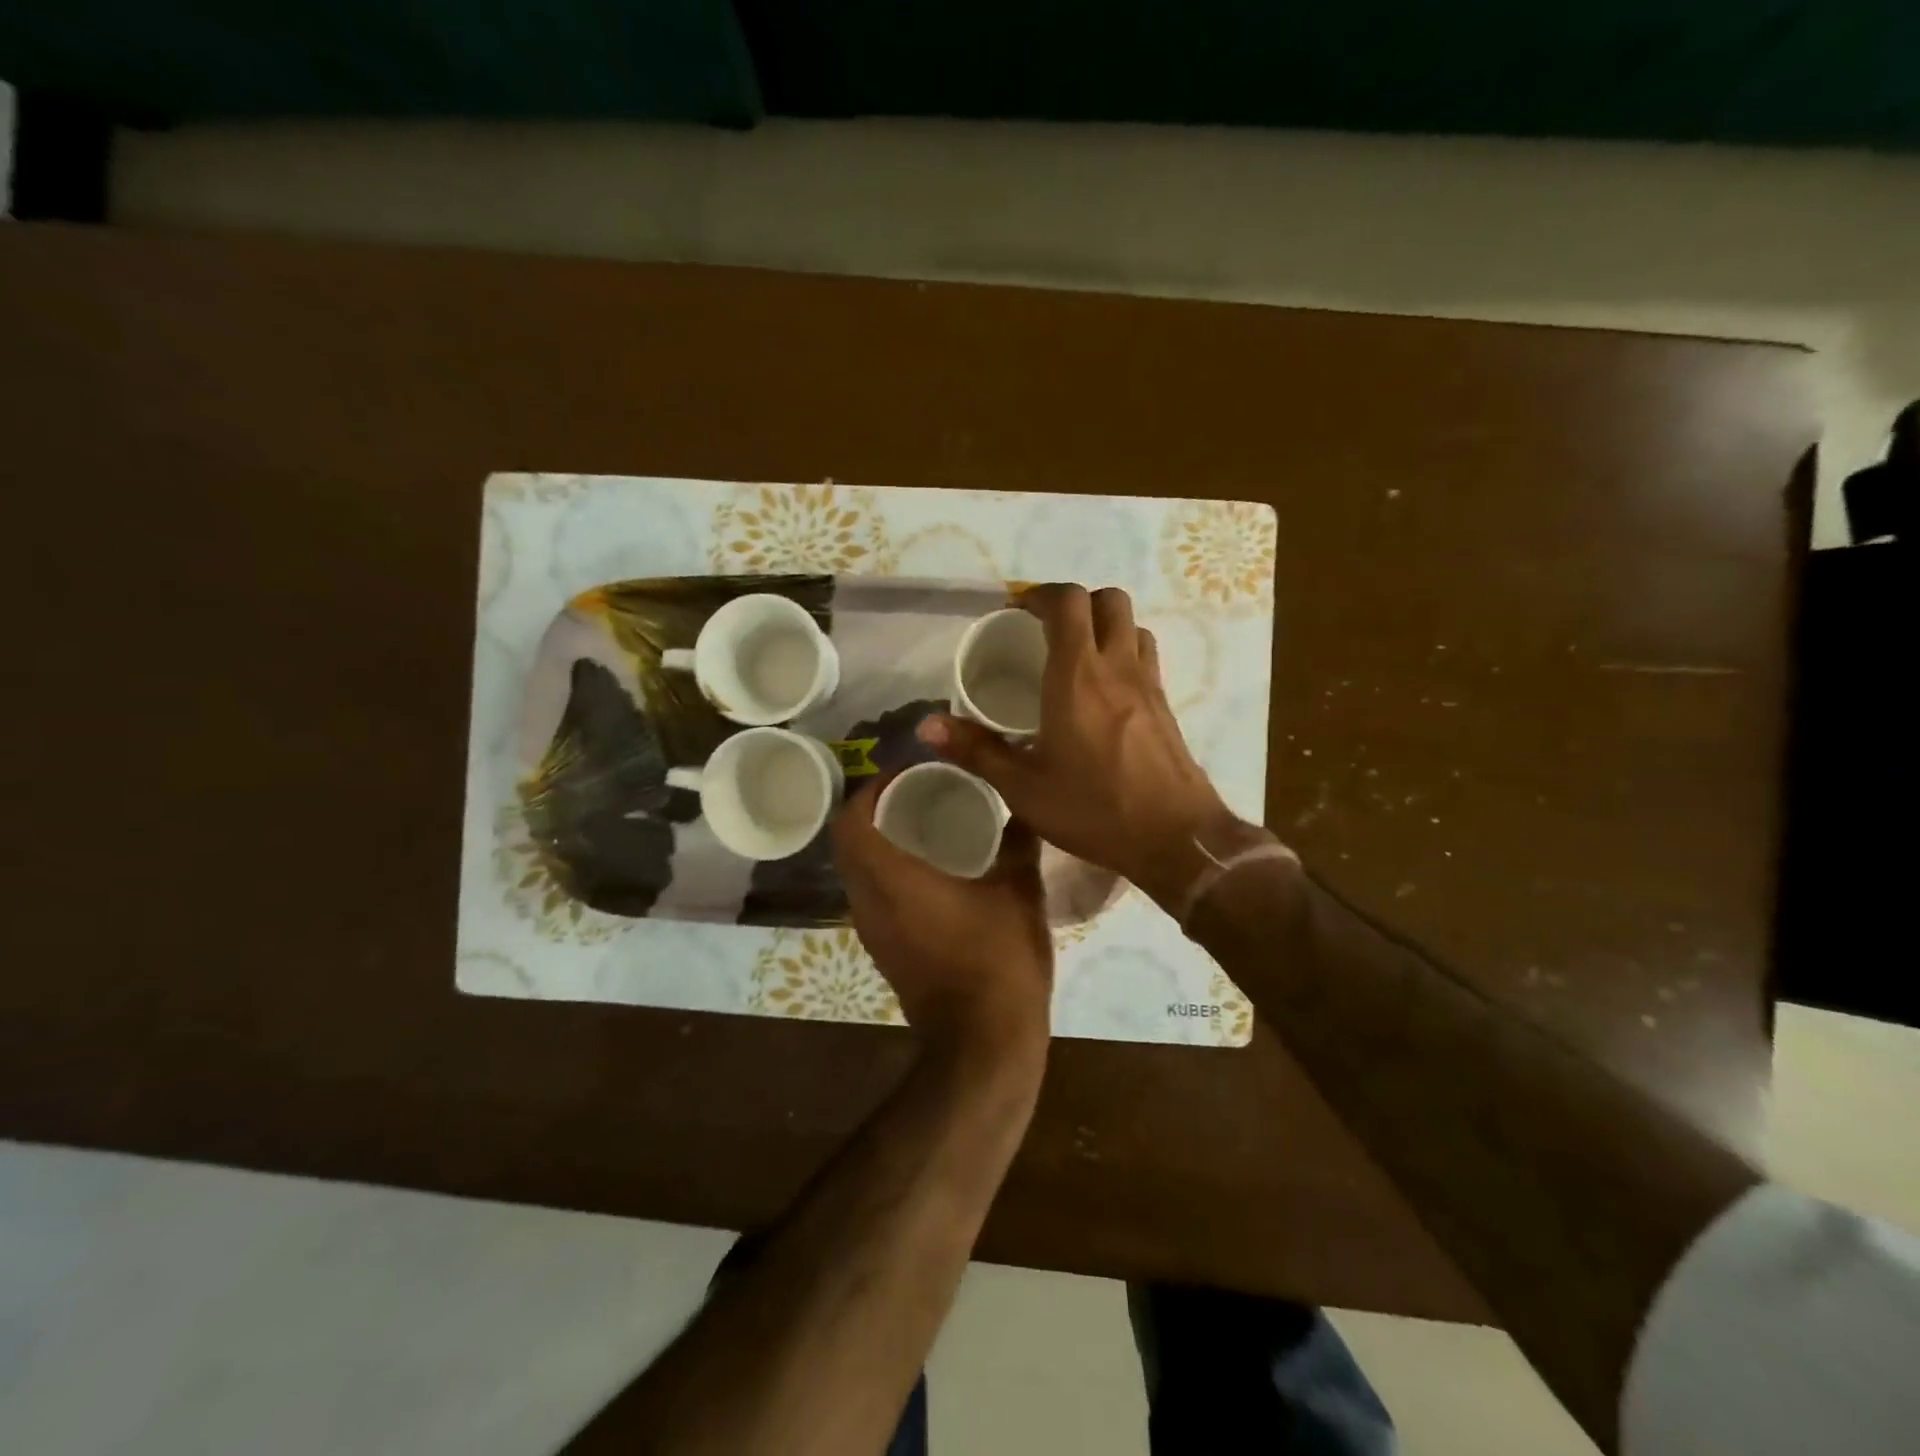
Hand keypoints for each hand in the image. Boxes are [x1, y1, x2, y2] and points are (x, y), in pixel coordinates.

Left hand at [833, 776, 1053, 1060]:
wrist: (983, 1046)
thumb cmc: (998, 961)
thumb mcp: (1019, 892)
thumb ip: (1019, 843)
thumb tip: (1025, 805)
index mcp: (892, 879)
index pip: (852, 820)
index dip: (869, 789)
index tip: (904, 774)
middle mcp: (869, 902)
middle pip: (848, 843)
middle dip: (874, 811)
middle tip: (916, 793)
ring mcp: (872, 932)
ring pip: (857, 872)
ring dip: (879, 843)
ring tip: (924, 824)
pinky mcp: (884, 952)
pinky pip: (872, 897)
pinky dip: (887, 873)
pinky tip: (930, 872)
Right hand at [919, 583, 1255, 913]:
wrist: (1175, 838)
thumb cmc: (1093, 809)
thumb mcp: (1023, 787)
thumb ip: (976, 750)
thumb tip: (926, 726)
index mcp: (1077, 676)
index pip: (1067, 602)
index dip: (1040, 595)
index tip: (1016, 612)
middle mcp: (1117, 666)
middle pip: (1108, 599)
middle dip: (1075, 602)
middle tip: (1046, 629)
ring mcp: (1148, 683)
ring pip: (1132, 624)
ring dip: (1104, 624)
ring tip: (1077, 654)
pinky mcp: (1167, 704)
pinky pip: (1146, 655)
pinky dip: (1123, 651)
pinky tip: (1104, 690)